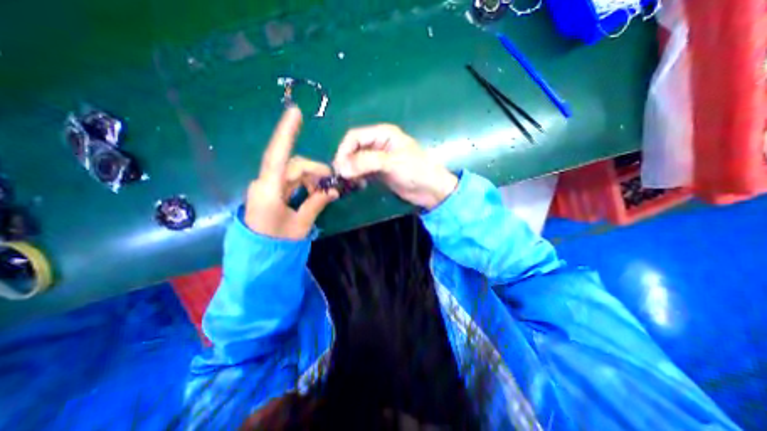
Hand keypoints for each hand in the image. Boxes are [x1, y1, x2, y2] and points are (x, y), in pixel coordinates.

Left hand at [245, 105, 338, 240]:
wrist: (258, 257)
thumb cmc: (278, 243)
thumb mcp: (301, 224)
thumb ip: (316, 203)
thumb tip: (333, 190)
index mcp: (269, 190)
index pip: (277, 156)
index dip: (286, 133)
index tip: (295, 113)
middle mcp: (264, 183)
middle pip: (293, 165)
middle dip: (315, 171)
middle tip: (331, 185)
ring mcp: (266, 186)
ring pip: (293, 172)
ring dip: (311, 179)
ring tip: (324, 193)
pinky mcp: (270, 191)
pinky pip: (290, 180)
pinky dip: (305, 184)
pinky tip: (315, 193)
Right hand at [334, 123, 452, 208]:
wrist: (431, 190)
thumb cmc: (416, 171)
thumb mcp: (392, 163)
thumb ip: (366, 162)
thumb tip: (341, 168)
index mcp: (383, 134)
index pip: (354, 137)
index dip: (344, 150)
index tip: (340, 168)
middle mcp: (378, 144)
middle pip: (353, 149)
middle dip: (346, 162)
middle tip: (342, 178)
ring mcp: (378, 159)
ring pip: (356, 161)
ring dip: (350, 171)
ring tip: (349, 183)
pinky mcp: (379, 172)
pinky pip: (362, 172)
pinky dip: (357, 177)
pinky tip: (358, 185)